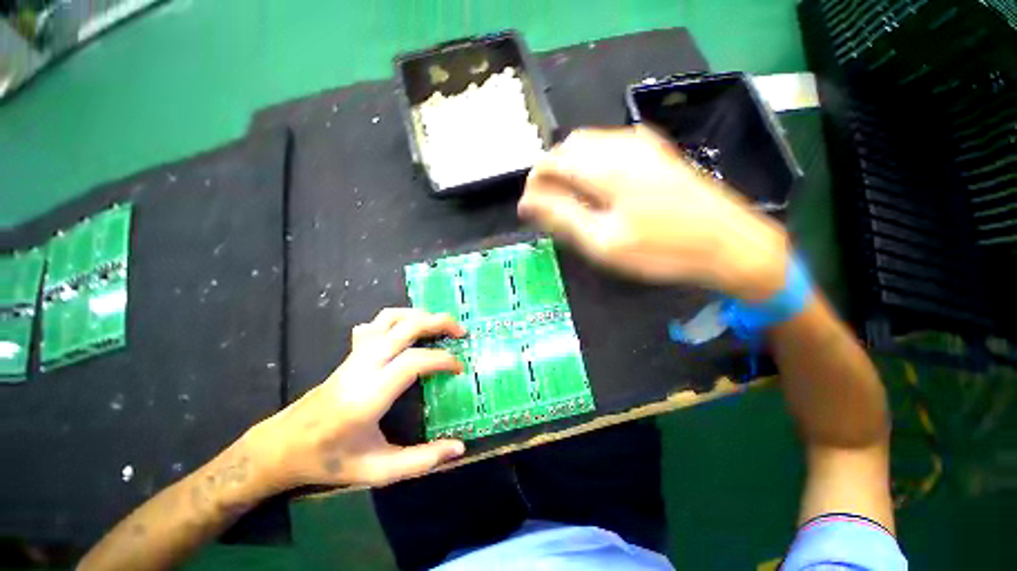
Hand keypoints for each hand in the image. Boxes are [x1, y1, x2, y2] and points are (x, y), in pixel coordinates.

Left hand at [250, 308, 467, 488]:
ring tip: (437, 326)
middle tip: (461, 331)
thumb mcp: (379, 471)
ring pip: (384, 320)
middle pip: (401, 327)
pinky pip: (370, 328)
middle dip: (435, 322)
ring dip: (414, 316)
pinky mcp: (344, 362)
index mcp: (370, 395)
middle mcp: (360, 368)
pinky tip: (401, 337)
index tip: (461, 370)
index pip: (413, 361)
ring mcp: (350, 361)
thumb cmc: (331, 461)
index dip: (442, 360)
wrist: (286, 446)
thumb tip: (459, 448)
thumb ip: (422, 460)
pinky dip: (392, 322)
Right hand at [519, 126, 789, 300]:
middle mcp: (618, 141)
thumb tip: (527, 201)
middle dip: (555, 172)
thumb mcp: (607, 241)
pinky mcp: (659, 149)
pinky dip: (601, 161)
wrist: (728, 240)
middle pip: (569, 146)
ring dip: (578, 166)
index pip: (548, 161)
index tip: (533, 212)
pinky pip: (616, 145)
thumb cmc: (666, 248)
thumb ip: (562, 215)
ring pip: (593, 143)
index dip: (534, 184)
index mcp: (601, 162)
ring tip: (582, 203)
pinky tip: (611, 189)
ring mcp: (642, 142)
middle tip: (557, 209)